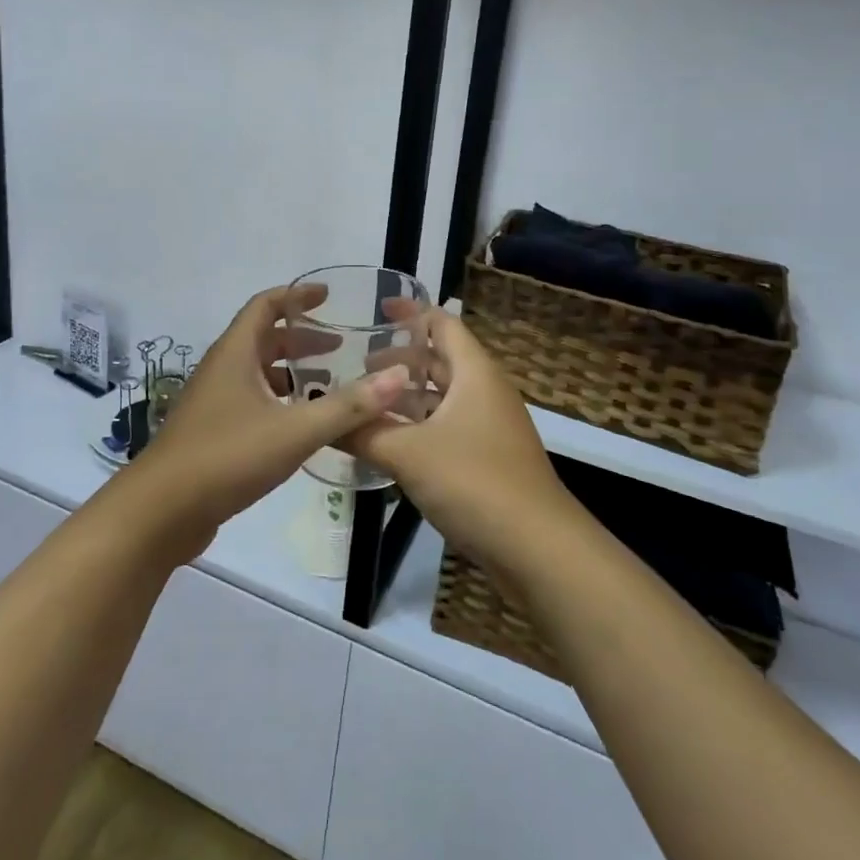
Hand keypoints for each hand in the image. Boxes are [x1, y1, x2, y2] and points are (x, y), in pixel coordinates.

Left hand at [116, 284, 411, 561]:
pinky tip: (302, 426)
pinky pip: (252, 401)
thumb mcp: (294, 430)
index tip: (328, 296)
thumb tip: (399, 377)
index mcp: (235, 353)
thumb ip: (348, 405)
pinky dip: (279, 401)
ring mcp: (214, 402)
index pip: (265, 305)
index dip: (296, 296)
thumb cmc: (227, 456)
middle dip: (301, 339)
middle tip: (340, 347)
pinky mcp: (213, 432)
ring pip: (257, 373)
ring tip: (329, 384)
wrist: (162, 511)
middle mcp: (222, 369)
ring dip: (291, 372)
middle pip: (263, 339)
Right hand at [349, 310, 584, 579]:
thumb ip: (362, 432)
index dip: (411, 313)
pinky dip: (418, 425)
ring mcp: (489, 427)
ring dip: (407, 396)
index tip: (376, 309)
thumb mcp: (407, 453)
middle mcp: (484, 391)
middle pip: (440, 360)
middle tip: (356, 364)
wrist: (538, 549)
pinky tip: (388, 442)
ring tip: (365, 401)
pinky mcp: (488, 459)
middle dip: (400, 359)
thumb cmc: (474, 482)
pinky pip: (447, 427)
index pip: (442, 324)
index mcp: (474, 373)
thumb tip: (322, 420)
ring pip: (442, 398)